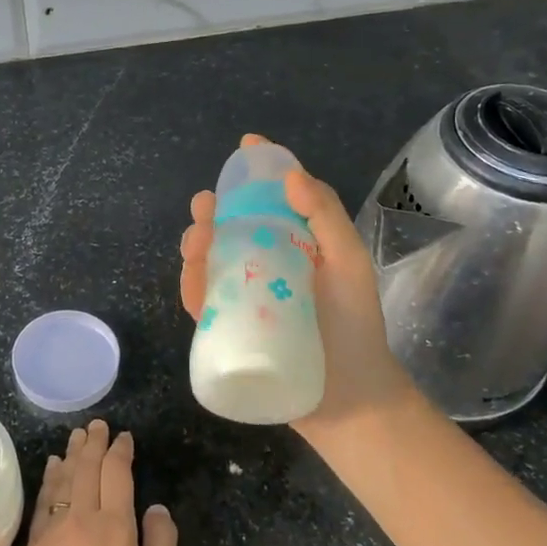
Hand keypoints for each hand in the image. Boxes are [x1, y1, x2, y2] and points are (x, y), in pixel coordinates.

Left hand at [18, 420, 177, 545]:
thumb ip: (161, 542)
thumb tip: (157, 506)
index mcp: (115, 526)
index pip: (117, 474)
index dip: (120, 451)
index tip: (124, 437)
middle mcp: (82, 519)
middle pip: (87, 469)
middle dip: (93, 444)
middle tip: (97, 425)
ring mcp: (54, 532)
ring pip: (63, 480)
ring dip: (71, 455)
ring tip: (76, 437)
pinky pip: (43, 502)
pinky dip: (49, 480)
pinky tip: (52, 468)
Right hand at [179, 135, 412, 445]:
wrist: (348, 398)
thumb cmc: (354, 327)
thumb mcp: (349, 265)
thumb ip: (326, 219)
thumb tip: (292, 176)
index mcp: (296, 245)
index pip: (272, 201)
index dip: (257, 172)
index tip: (246, 146)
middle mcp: (266, 266)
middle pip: (232, 229)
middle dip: (214, 211)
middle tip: (206, 204)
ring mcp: (244, 298)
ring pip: (210, 262)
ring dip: (196, 244)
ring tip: (197, 239)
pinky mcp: (228, 329)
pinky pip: (203, 302)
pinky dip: (192, 285)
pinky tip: (192, 274)